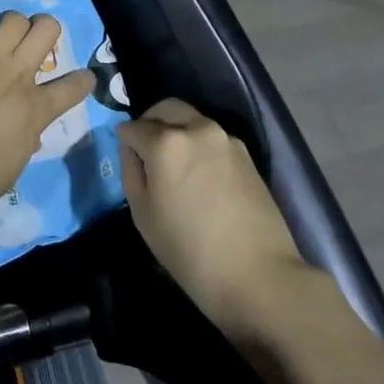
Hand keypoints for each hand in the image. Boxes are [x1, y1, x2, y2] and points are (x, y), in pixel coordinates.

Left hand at [0, 0, 95, 212]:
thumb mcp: (14, 164)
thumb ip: (25, 140)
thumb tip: (29, 133)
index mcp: (37, 109)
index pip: (72, 88)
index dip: (80, 80)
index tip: (82, 77)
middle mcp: (20, 74)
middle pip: (45, 33)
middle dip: (45, 31)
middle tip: (36, 40)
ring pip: (14, 20)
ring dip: (14, 23)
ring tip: (8, 27)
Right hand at [118, 99, 310, 336]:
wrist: (259, 276)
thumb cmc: (190, 251)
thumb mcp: (143, 215)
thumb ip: (131, 171)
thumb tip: (132, 149)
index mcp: (165, 142)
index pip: (133, 127)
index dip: (124, 141)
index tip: (126, 157)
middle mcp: (196, 128)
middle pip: (165, 108)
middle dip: (150, 122)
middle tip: (145, 150)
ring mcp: (225, 139)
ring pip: (191, 119)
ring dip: (176, 130)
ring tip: (174, 165)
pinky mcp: (246, 154)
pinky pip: (212, 137)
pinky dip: (198, 144)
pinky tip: (199, 176)